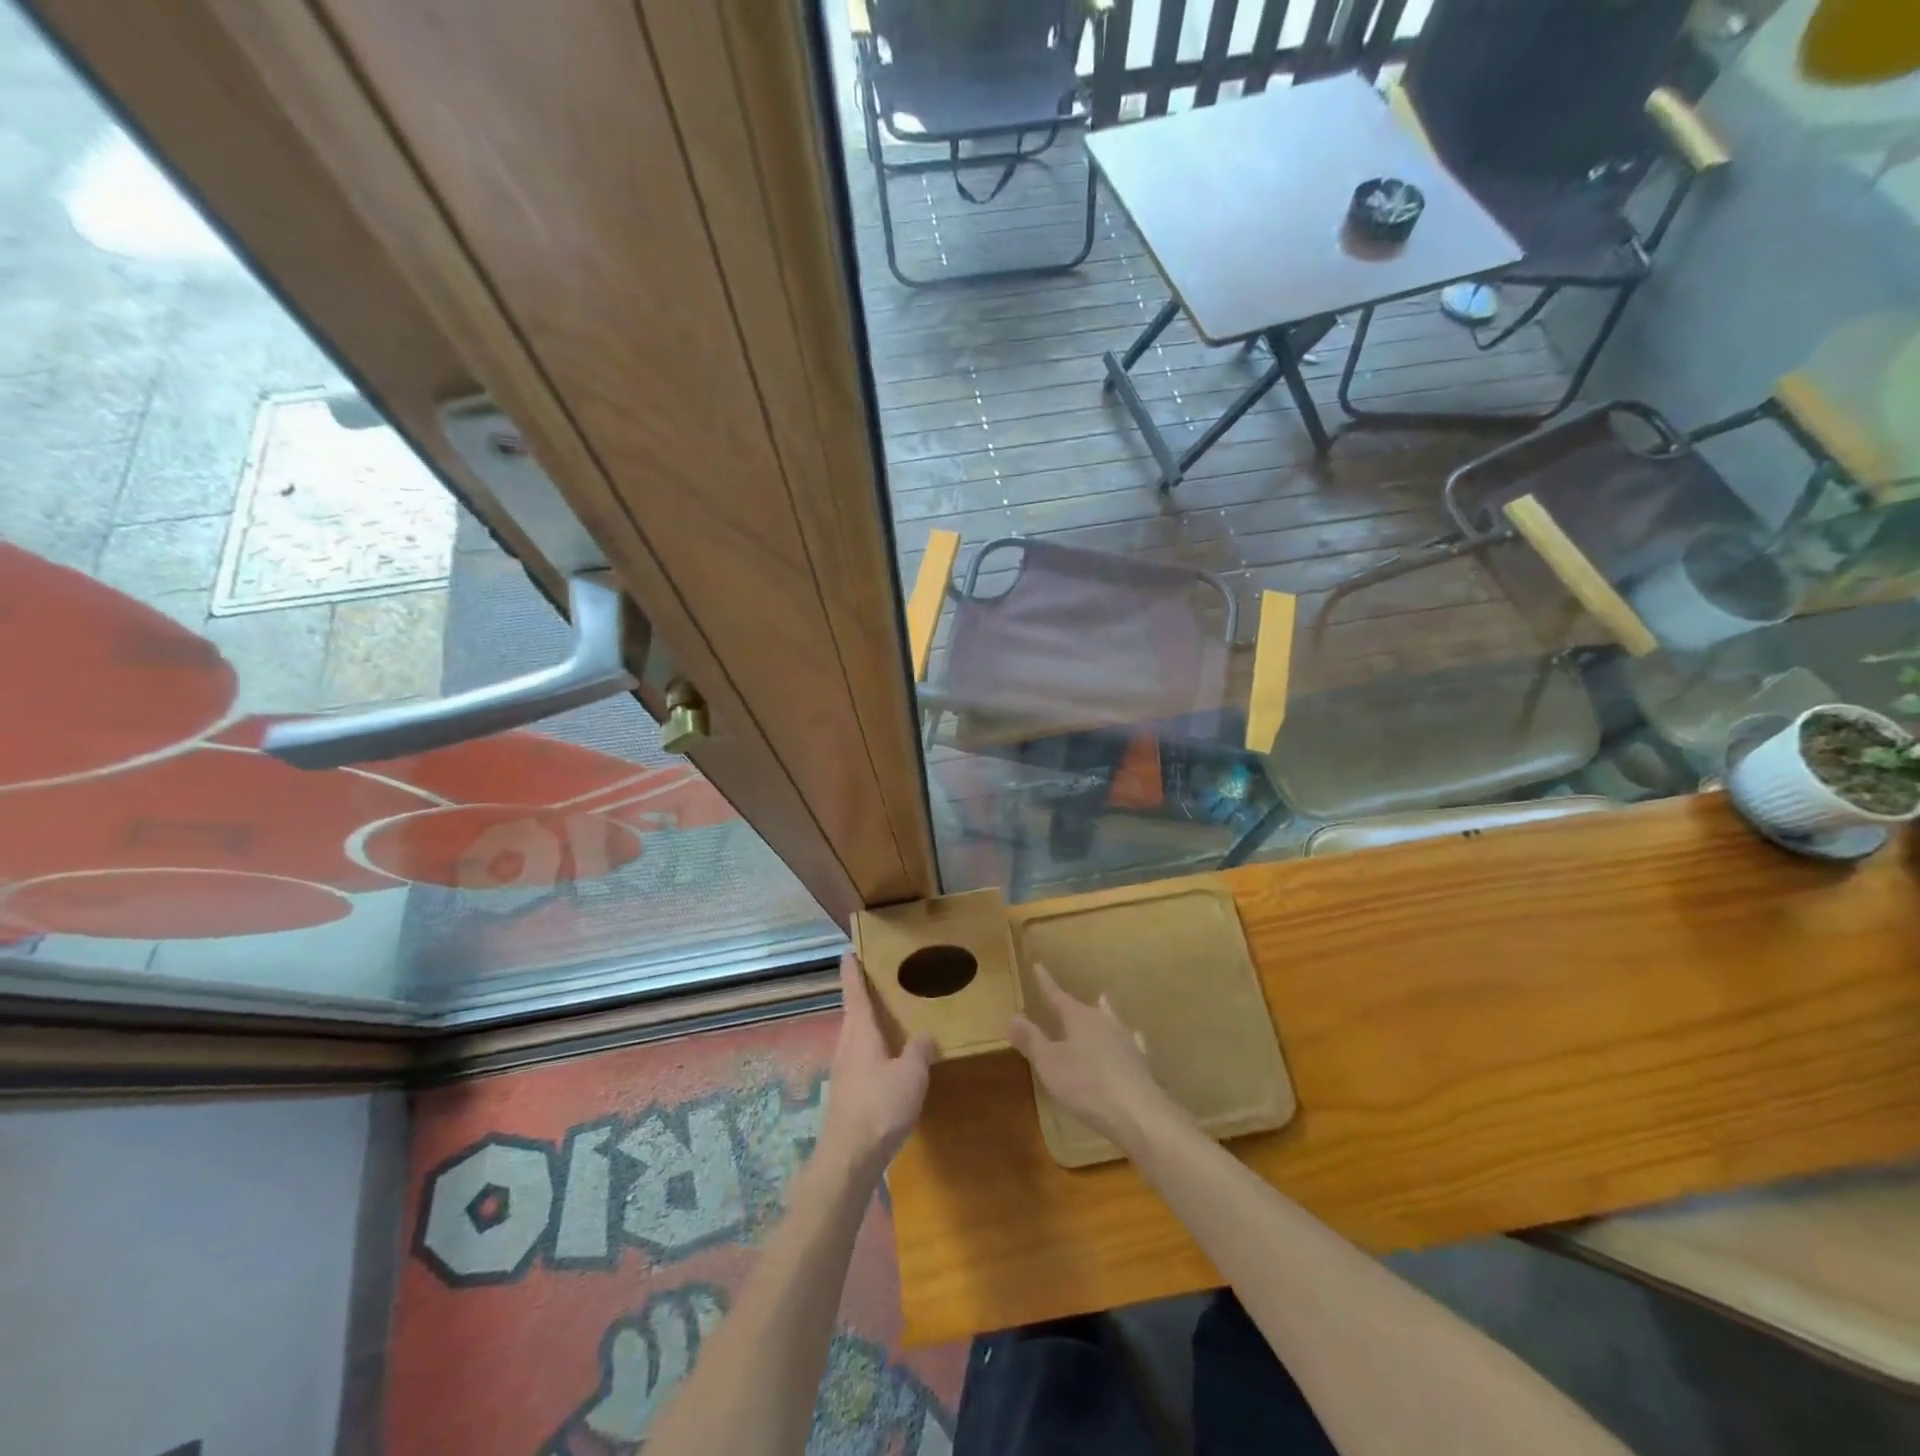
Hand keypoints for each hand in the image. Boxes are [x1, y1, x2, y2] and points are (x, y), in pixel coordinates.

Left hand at [821, 953, 934, 1176]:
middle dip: (864, 996)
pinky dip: (873, 1049)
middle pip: (854, 1013)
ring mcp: (844, 1070)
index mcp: (860, 1032)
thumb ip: (919, 1051)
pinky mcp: (846, 1093)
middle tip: (881, 981)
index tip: (848, 952)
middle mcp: (847, 1045)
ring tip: (890, 1018)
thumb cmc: (880, 1106)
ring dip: (869, 1024)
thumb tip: (926, 1036)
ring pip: (856, 1037)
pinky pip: (860, 1058)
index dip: (852, 971)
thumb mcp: (911, 1075)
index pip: (854, 992)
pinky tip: (889, 1060)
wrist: (849, 1157)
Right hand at [1009, 964, 1182, 1151]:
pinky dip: (1127, 1038)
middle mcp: (1103, 1022)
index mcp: (1079, 1017)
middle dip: (1073, 1003)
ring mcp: (1125, 1041)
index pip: (1057, 995)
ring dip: (1103, 1013)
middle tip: (1066, 996)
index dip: (1045, 982)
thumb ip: (1031, 1039)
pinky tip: (1134, 1037)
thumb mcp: (1049, 1063)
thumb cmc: (1086, 1085)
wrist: (1138, 1112)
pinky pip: (1130, 1042)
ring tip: (1103, 1002)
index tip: (1038, 965)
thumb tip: (1013, 1016)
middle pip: (1085, 1008)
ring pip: (1110, 1020)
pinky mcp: (1139, 1062)